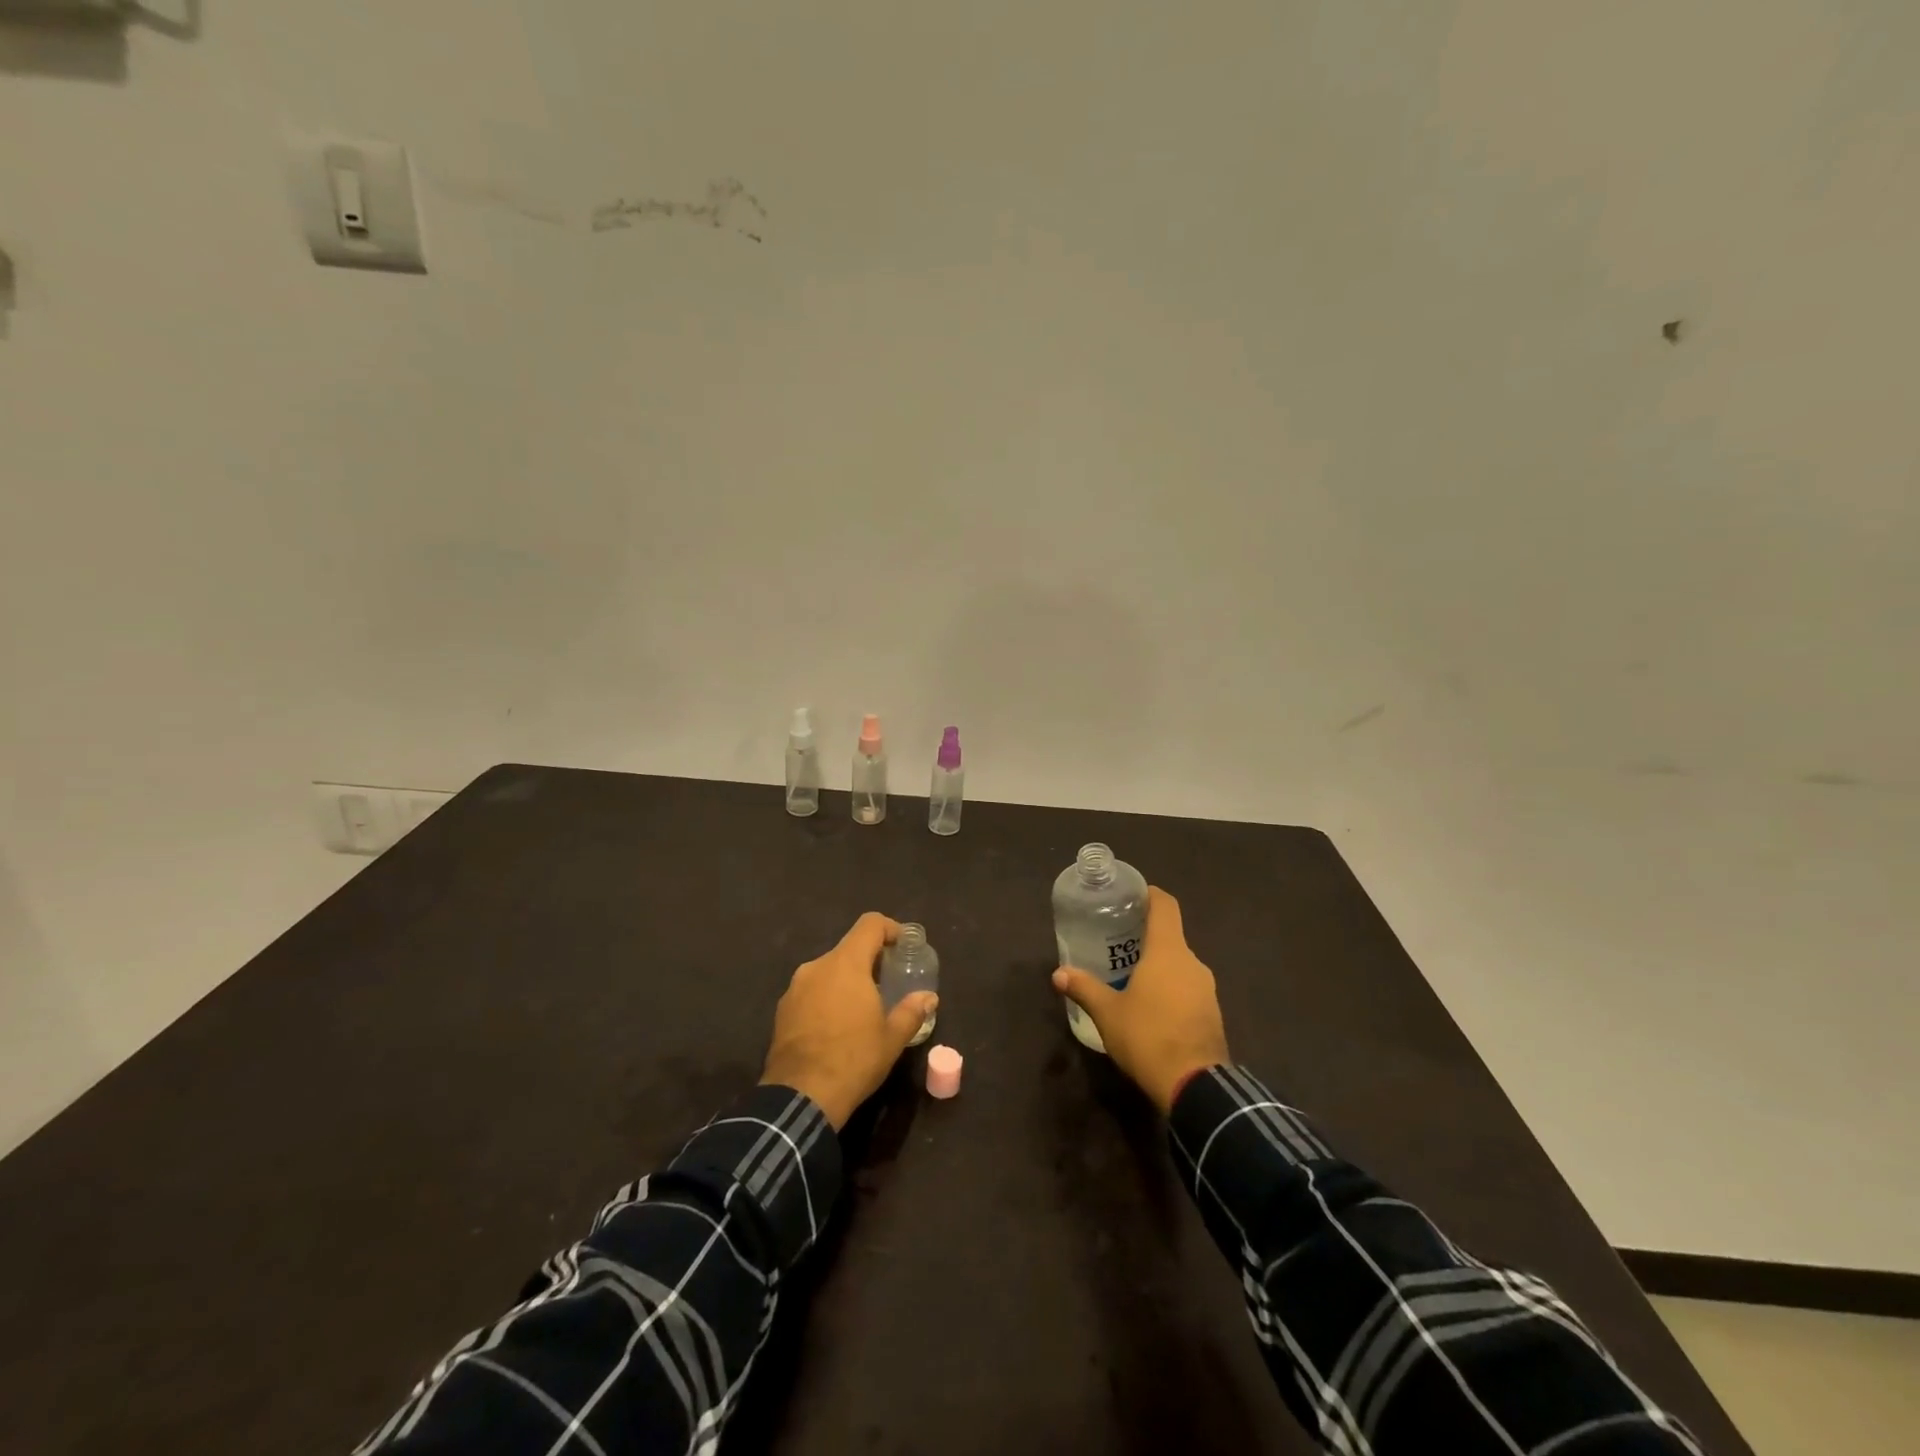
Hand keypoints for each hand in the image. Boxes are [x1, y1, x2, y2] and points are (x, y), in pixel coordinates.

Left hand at [761, 912, 938, 1129]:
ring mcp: (795, 987)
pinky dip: (827, 998)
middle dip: (870, 961)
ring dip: (847, 981)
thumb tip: (929, 997)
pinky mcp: (782, 1009)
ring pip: (828, 971)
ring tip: (862, 1009)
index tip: (902, 946)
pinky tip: (836, 1027)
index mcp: (846, 964)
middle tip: (888, 984)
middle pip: (849, 949)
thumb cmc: (854, 1060)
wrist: (800, 1097)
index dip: (890, 928)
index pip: (870, 924)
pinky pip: (811, 991)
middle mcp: (817, 966)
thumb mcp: (892, 1039)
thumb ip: (912, 1011)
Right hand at [1053, 887, 1228, 1113]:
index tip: (1131, 896)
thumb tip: (1059, 973)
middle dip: (1145, 937)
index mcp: (1168, 951)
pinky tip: (1151, 1007)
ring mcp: (1207, 989)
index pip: (1165, 906)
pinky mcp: (1212, 1013)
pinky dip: (1170, 989)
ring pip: (1179, 964)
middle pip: (1171, 936)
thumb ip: (1084, 988)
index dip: (1150, 895)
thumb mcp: (1108, 1013)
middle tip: (1117, 942)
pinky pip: (1188, 988)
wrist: (1196, 1086)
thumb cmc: (1148, 1036)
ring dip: (1158, 966)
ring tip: (1131, 976)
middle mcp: (1192, 962)